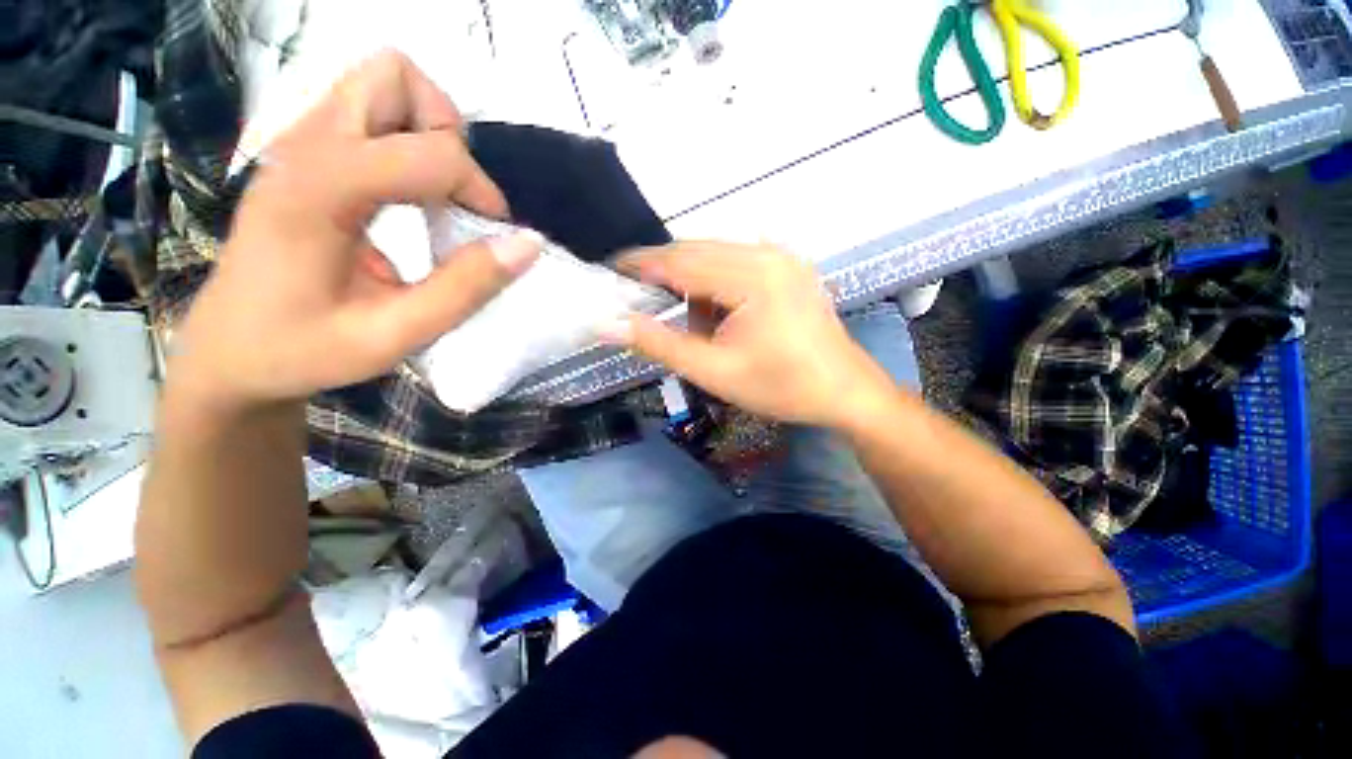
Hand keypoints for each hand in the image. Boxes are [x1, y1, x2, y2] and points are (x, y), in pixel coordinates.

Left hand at [168, 51, 539, 411]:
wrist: (228, 354)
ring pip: (380, 82)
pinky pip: (368, 111)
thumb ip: (466, 288)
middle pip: (394, 76)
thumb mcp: (395, 335)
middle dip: (445, 130)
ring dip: (427, 129)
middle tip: (456, 195)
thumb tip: (528, 244)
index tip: (493, 234)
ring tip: (436, 192)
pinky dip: (406, 139)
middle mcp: (303, 148)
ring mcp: (298, 144)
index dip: (480, 189)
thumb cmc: (303, 350)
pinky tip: (409, 195)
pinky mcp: (303, 154)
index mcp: (318, 192)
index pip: (429, 151)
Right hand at [613, 242, 896, 427]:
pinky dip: (717, 285)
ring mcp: (783, 256)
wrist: (844, 392)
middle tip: (643, 302)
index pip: (680, 260)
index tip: (611, 272)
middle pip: (698, 251)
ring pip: (717, 256)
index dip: (641, 265)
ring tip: (697, 328)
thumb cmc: (781, 387)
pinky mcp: (788, 267)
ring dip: (694, 285)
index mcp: (752, 276)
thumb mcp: (714, 372)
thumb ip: (659, 344)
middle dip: (666, 275)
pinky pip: (738, 263)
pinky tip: (722, 317)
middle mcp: (768, 253)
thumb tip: (608, 324)